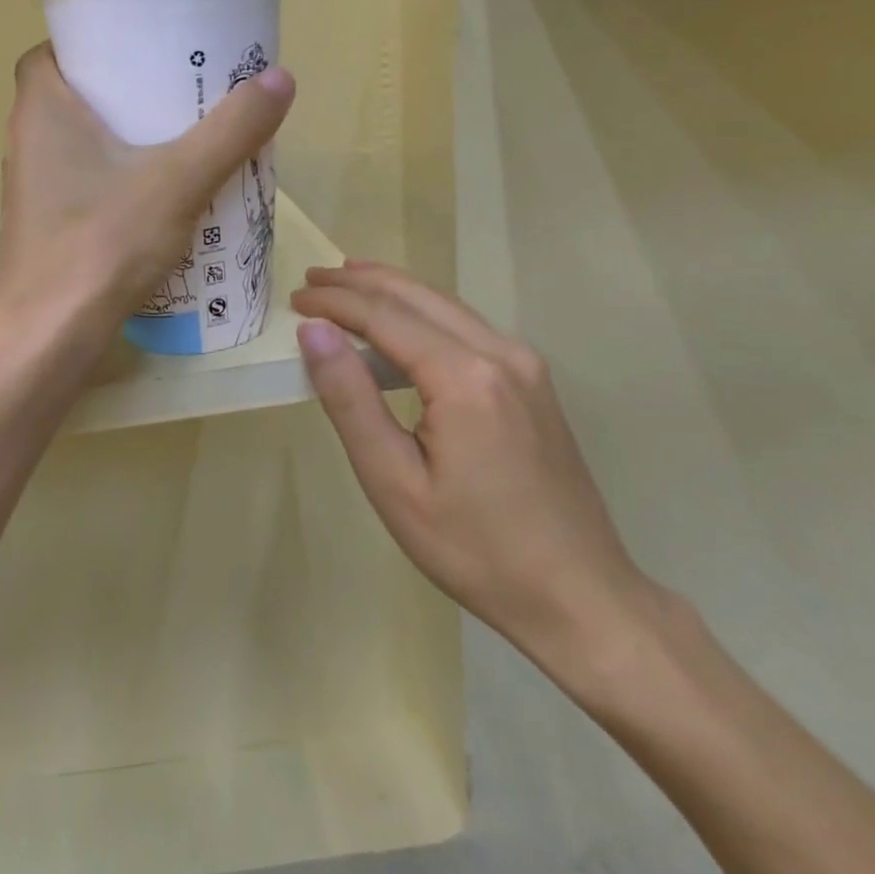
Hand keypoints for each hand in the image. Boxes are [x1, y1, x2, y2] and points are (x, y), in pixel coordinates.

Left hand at [0, 44, 293, 334]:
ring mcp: (34, 189)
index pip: (52, 50)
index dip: (91, 41)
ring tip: (179, 132)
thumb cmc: (102, 242)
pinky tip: (161, 192)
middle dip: (122, 88)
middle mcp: (28, 141)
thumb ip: (230, 131)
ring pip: (80, 142)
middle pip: (74, 95)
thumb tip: (279, 78)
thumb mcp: (178, 180)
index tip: (139, 44)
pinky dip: (118, 176)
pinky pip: (85, 182)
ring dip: (123, 135)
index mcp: (42, 109)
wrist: (49, 337)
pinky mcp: (48, 226)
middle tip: (176, 86)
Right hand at [292, 261, 654, 666]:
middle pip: (418, 295)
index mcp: (465, 377)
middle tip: (312, 277)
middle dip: (359, 281)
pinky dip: (422, 313)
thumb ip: (350, 398)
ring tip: (346, 283)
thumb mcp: (393, 481)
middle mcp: (501, 353)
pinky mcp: (533, 381)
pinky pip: (467, 327)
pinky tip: (400, 324)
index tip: (294, 297)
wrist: (580, 596)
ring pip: (445, 305)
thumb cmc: (474, 549)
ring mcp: (525, 364)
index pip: (384, 316)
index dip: (334, 301)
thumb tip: (314, 331)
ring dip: (392, 290)